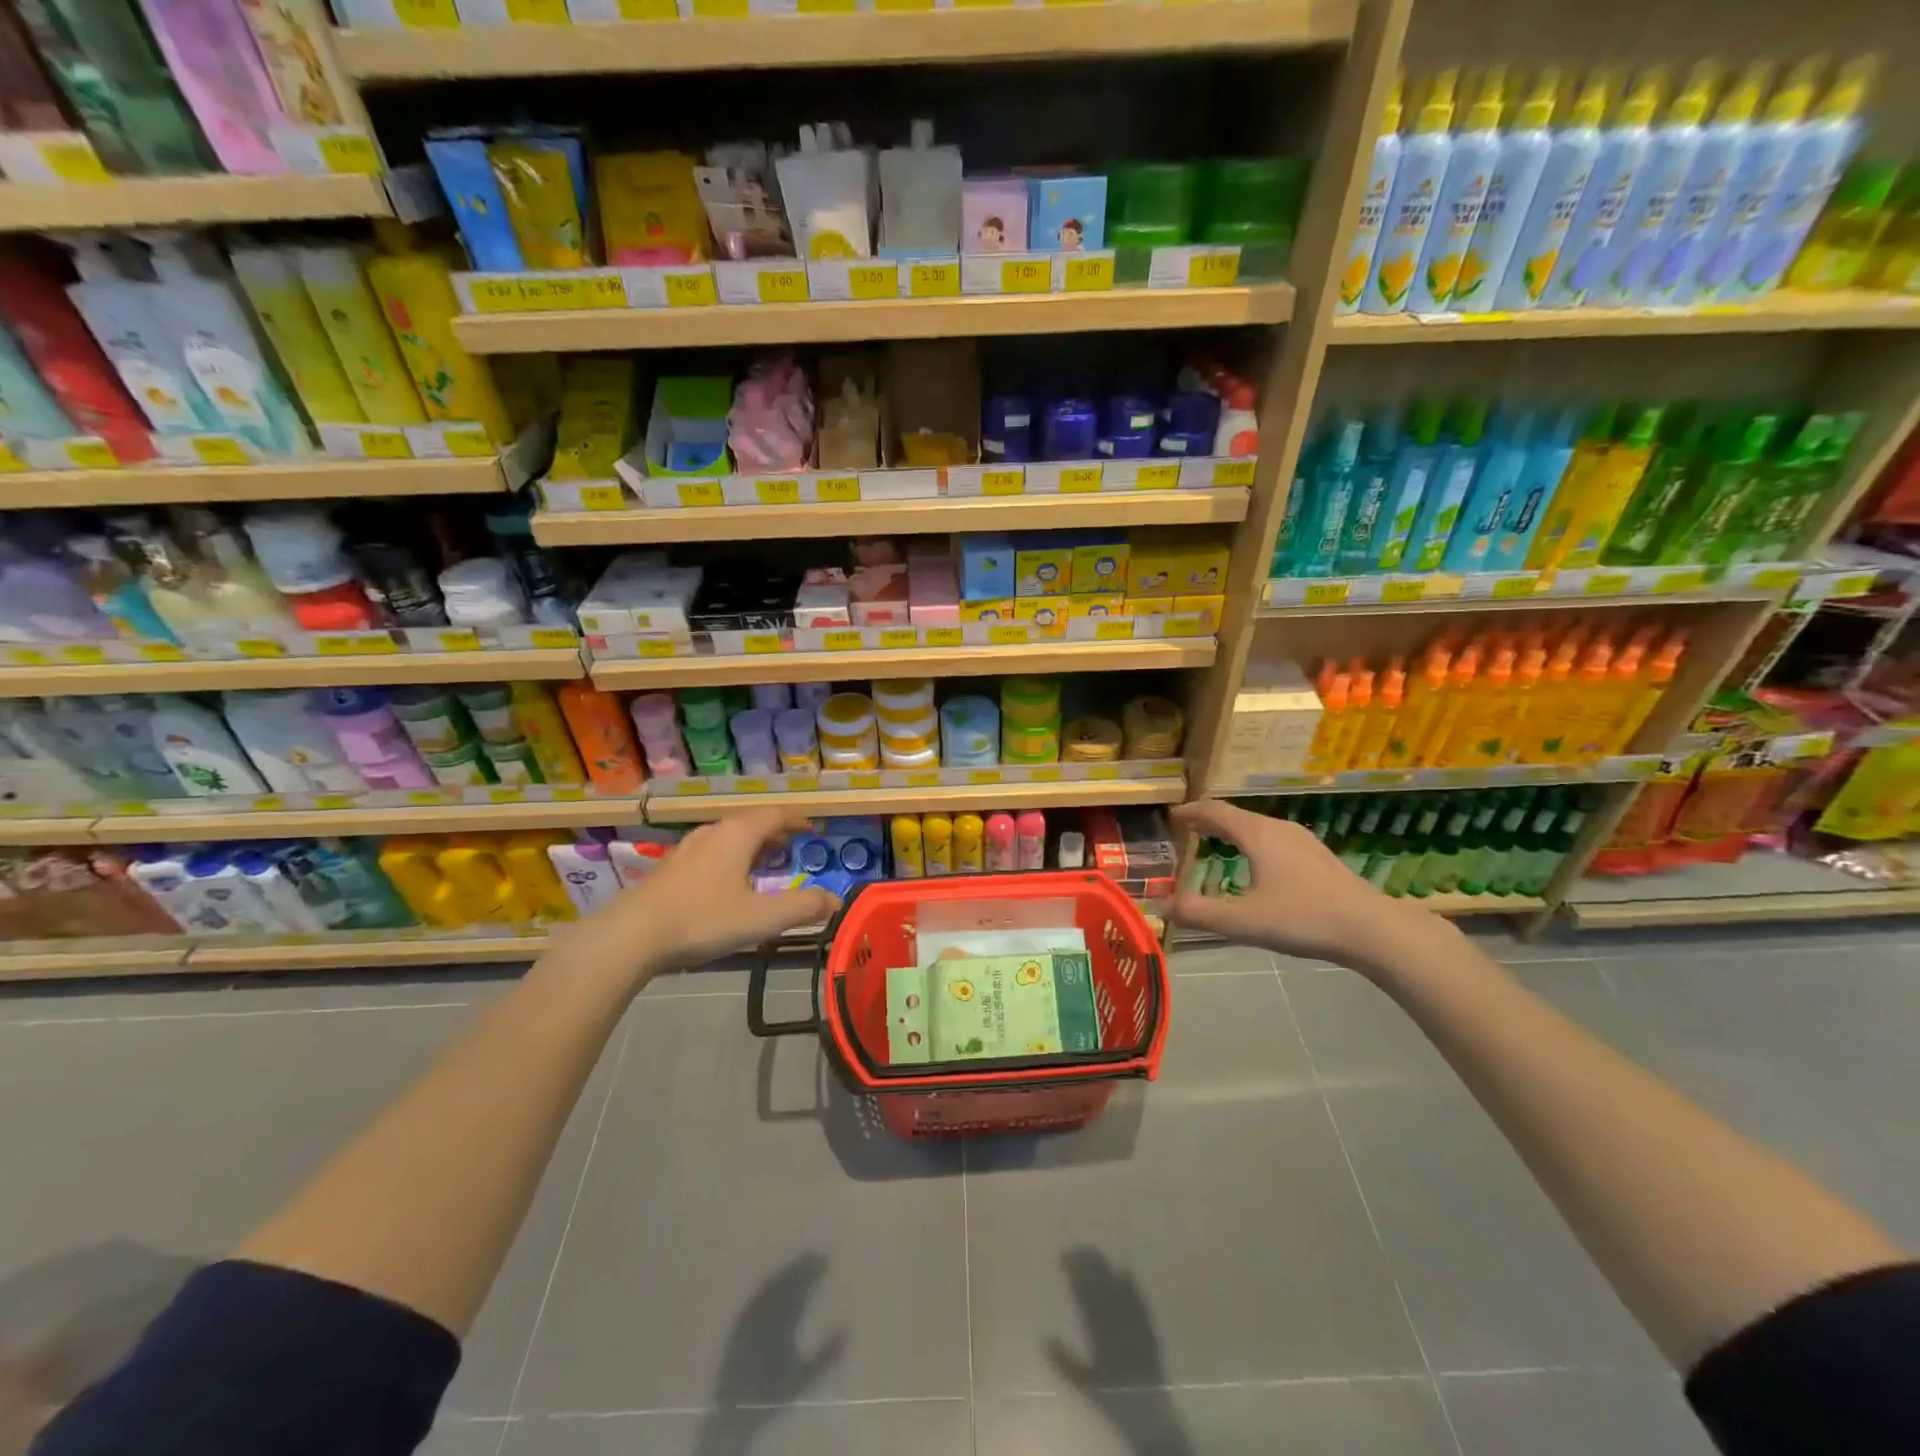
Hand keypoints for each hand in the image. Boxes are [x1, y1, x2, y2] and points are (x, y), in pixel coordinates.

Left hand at [576, 808, 840, 986]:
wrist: (631, 936)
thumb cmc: (703, 919)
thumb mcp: (761, 918)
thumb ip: (802, 908)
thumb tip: (836, 900)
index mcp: (738, 834)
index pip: (775, 815)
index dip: (797, 820)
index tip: (814, 829)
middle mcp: (713, 833)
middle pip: (750, 822)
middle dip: (774, 832)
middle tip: (792, 847)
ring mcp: (687, 850)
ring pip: (727, 837)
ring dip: (750, 845)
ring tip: (764, 863)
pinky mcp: (669, 870)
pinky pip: (710, 853)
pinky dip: (729, 859)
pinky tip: (727, 884)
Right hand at [1168, 799, 1437, 976]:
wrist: (1373, 930)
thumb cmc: (1304, 918)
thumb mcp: (1243, 920)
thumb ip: (1199, 913)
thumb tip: (1160, 905)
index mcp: (1258, 834)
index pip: (1215, 811)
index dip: (1190, 812)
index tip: (1171, 817)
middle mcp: (1279, 829)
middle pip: (1236, 817)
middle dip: (1209, 822)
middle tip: (1187, 831)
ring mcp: (1303, 842)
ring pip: (1258, 828)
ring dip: (1232, 833)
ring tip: (1216, 845)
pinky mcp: (1319, 858)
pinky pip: (1274, 840)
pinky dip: (1253, 843)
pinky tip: (1257, 866)